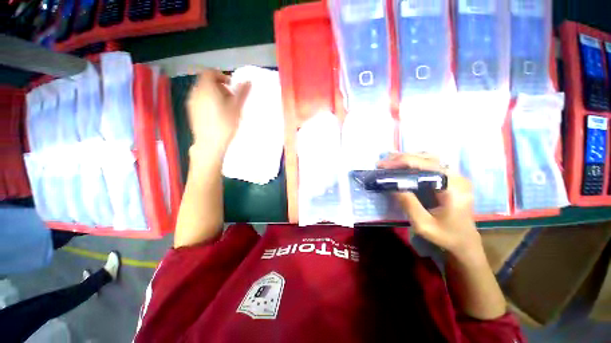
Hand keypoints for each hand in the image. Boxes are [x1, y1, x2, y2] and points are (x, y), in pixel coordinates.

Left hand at [187, 69, 250, 157]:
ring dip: (214, 94)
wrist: (210, 144)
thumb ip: (242, 93)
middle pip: (206, 81)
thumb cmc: (225, 124)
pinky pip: (200, 100)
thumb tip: (248, 81)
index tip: (232, 87)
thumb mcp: (236, 108)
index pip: (210, 72)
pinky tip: (217, 114)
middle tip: (231, 99)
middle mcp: (195, 92)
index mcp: (206, 88)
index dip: (222, 76)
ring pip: (203, 91)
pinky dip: (208, 101)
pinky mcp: (191, 111)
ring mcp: (191, 102)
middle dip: (219, 86)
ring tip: (225, 107)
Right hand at [377, 154, 481, 257]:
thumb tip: (391, 186)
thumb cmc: (446, 236)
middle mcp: (456, 176)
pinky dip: (414, 161)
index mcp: (453, 187)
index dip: (401, 162)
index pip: (424, 165)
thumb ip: (408, 204)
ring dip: (407, 158)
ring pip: (429, 158)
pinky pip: (431, 164)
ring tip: (390, 161)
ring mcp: (455, 176)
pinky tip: (403, 164)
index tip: (382, 166)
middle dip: (401, 158)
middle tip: (382, 163)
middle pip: (426, 158)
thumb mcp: (423, 225)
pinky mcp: (450, 178)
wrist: (465, 242)